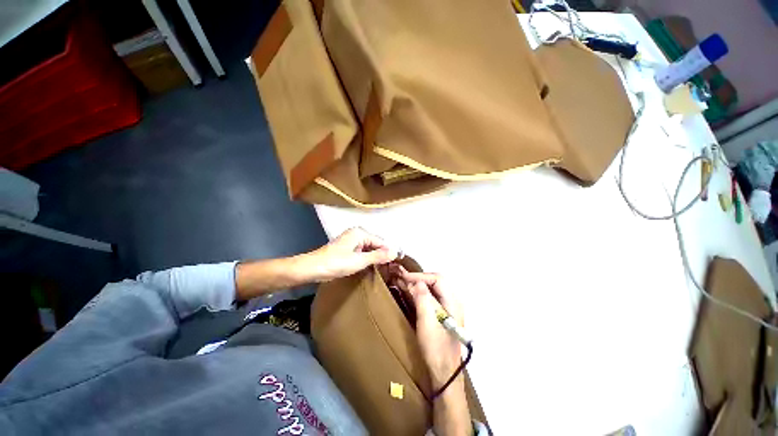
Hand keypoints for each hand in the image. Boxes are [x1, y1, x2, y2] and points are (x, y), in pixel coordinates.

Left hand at [307, 228, 396, 282]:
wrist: (313, 269)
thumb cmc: (336, 263)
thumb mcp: (359, 260)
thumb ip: (378, 256)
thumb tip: (395, 252)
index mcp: (360, 233)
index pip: (380, 242)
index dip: (388, 252)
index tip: (396, 264)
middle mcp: (357, 234)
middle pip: (375, 245)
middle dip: (381, 256)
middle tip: (390, 269)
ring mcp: (351, 241)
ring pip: (368, 249)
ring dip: (374, 259)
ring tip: (383, 270)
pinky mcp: (347, 249)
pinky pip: (362, 253)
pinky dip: (366, 260)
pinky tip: (370, 268)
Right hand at [391, 267, 463, 386]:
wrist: (444, 372)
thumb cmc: (436, 349)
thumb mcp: (427, 322)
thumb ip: (423, 299)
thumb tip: (417, 282)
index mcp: (453, 302)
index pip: (438, 279)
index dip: (421, 276)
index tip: (405, 277)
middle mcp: (453, 301)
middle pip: (437, 281)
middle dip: (420, 278)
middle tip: (404, 279)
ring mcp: (449, 308)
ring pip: (434, 288)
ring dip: (419, 284)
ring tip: (405, 283)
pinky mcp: (444, 314)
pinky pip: (432, 296)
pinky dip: (421, 292)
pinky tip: (412, 293)